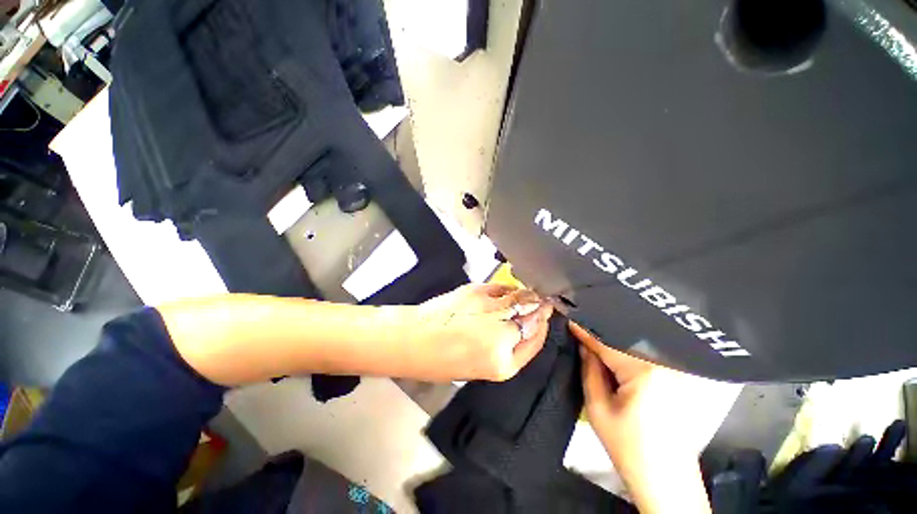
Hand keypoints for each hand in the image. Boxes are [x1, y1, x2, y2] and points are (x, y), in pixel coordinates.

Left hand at [410, 284, 552, 381]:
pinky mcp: (477, 291)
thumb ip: (503, 350)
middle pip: (530, 317)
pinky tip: (510, 290)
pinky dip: (509, 288)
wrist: (413, 340)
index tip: (545, 318)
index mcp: (502, 363)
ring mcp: (489, 309)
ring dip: (528, 295)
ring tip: (532, 293)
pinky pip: (501, 288)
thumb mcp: (477, 368)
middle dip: (539, 309)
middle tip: (544, 302)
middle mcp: (501, 335)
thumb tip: (519, 328)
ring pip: (519, 298)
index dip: (542, 328)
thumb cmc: (441, 361)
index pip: (534, 341)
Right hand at [572, 322, 712, 513]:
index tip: (570, 320)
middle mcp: (665, 366)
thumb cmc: (629, 449)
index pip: (607, 343)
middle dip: (599, 339)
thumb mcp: (598, 408)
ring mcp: (676, 373)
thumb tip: (583, 345)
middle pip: (623, 342)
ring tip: (595, 350)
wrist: (667, 481)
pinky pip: (646, 359)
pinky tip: (615, 364)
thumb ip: (589, 370)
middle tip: (580, 336)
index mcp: (645, 372)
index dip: (585, 332)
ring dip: (613, 348)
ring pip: (634, 349)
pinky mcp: (678, 380)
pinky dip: (627, 358)